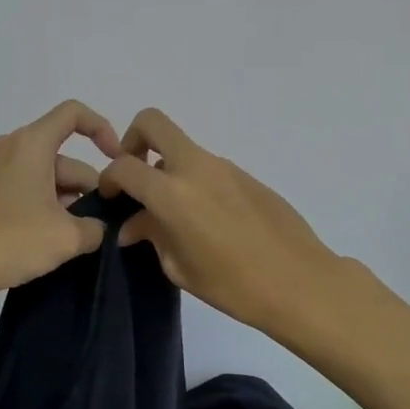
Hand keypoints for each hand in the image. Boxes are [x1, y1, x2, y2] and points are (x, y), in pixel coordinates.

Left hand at [0, 100, 123, 299]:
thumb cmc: (10, 241)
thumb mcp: (66, 238)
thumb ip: (96, 227)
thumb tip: (100, 227)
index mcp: (31, 144)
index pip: (74, 114)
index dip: (102, 129)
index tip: (119, 161)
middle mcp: (13, 148)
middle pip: (65, 156)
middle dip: (90, 186)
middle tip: (107, 223)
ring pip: (49, 176)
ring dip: (70, 202)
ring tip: (83, 239)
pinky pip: (31, 189)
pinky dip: (49, 207)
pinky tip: (57, 240)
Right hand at [97, 108, 345, 339]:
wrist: (301, 283)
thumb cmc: (233, 285)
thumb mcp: (179, 268)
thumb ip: (152, 236)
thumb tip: (134, 225)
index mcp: (172, 193)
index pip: (124, 166)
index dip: (108, 178)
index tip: (110, 197)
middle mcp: (195, 168)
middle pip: (153, 123)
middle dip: (134, 140)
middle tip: (136, 174)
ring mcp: (225, 167)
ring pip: (183, 149)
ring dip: (168, 168)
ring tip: (176, 214)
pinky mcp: (247, 175)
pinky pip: (209, 168)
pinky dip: (196, 183)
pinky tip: (209, 221)